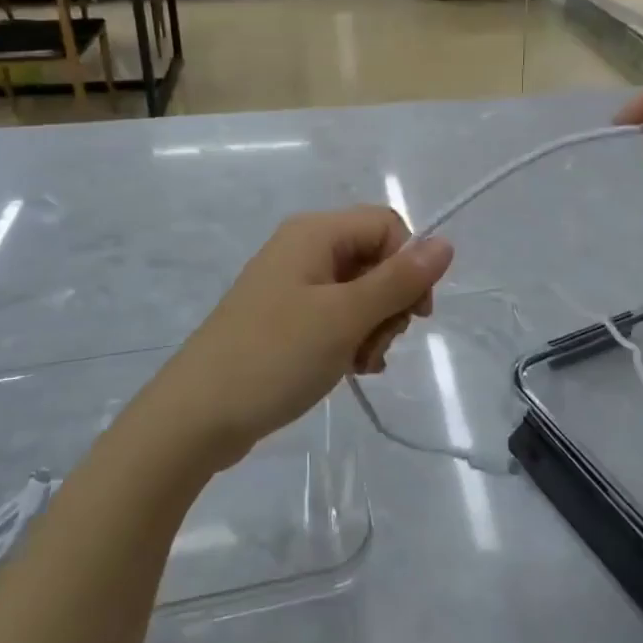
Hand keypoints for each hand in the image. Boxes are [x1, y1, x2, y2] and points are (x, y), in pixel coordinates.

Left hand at [150, 208, 454, 468]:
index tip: (415, 314)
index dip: (410, 265)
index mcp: (315, 233)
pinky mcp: (285, 318)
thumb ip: (399, 280)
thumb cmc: (275, 356)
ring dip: (373, 327)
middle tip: (377, 345)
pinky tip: (350, 370)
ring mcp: (292, 285)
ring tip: (360, 364)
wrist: (197, 416)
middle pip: (375, 258)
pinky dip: (351, 339)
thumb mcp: (345, 317)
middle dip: (390, 303)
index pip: (387, 226)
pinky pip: (335, 316)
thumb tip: (446, 242)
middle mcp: (303, 249)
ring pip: (359, 291)